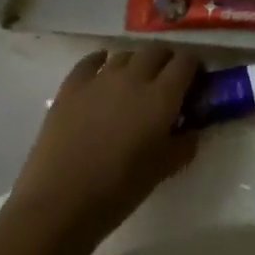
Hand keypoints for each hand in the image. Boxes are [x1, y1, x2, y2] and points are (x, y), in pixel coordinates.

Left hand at [7, 46, 201, 246]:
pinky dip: (102, 61)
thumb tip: (190, 129)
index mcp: (162, 96)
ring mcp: (99, 79)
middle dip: (167, 61)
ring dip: (136, 63)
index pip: (186, 62)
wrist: (60, 202)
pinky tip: (103, 72)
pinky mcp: (71, 87)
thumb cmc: (119, 189)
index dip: (194, 67)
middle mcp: (134, 77)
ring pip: (126, 54)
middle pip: (157, 51)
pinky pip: (91, 61)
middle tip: (167, 83)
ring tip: (135, 83)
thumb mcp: (165, 169)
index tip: (195, 82)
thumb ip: (185, 143)